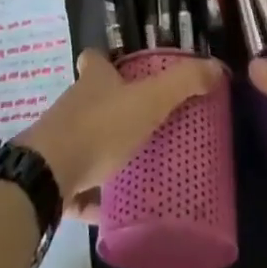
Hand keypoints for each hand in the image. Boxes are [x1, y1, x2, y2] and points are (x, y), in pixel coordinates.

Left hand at [17, 50, 222, 215]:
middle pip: (91, 98)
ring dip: (103, 150)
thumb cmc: (100, 127)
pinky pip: (77, 184)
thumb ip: (183, 84)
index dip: (107, 61)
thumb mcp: (148, 101)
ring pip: (84, 139)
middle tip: (143, 124)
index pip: (95, 58)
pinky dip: (92, 195)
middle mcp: (74, 103)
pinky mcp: (54, 177)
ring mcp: (60, 140)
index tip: (124, 71)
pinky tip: (113, 209)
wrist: (49, 174)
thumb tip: (218, 68)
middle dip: (113, 108)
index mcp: (94, 80)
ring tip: (135, 164)